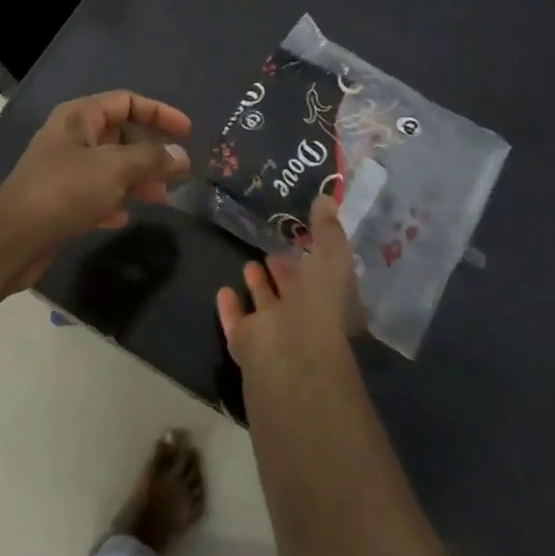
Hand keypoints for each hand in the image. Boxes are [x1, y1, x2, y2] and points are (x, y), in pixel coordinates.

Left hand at [0, 90, 191, 289]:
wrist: (12, 238)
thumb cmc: (65, 191)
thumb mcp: (115, 169)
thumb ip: (152, 159)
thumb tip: (181, 156)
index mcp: (79, 117)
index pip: (126, 101)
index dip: (159, 113)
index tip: (187, 132)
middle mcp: (70, 137)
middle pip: (120, 135)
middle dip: (150, 153)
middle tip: (176, 173)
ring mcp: (62, 169)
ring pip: (110, 166)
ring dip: (137, 179)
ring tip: (161, 199)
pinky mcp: (58, 199)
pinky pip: (94, 193)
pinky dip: (113, 200)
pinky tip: (123, 217)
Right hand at [217, 193, 364, 369]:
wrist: (289, 358)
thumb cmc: (318, 305)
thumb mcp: (331, 258)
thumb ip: (327, 230)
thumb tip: (326, 197)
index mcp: (332, 301)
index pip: (324, 275)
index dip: (315, 256)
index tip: (301, 234)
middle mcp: (306, 319)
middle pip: (295, 292)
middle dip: (286, 270)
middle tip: (271, 248)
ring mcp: (275, 334)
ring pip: (266, 306)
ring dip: (259, 286)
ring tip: (249, 263)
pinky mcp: (247, 345)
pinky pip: (237, 322)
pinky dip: (230, 308)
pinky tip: (222, 289)